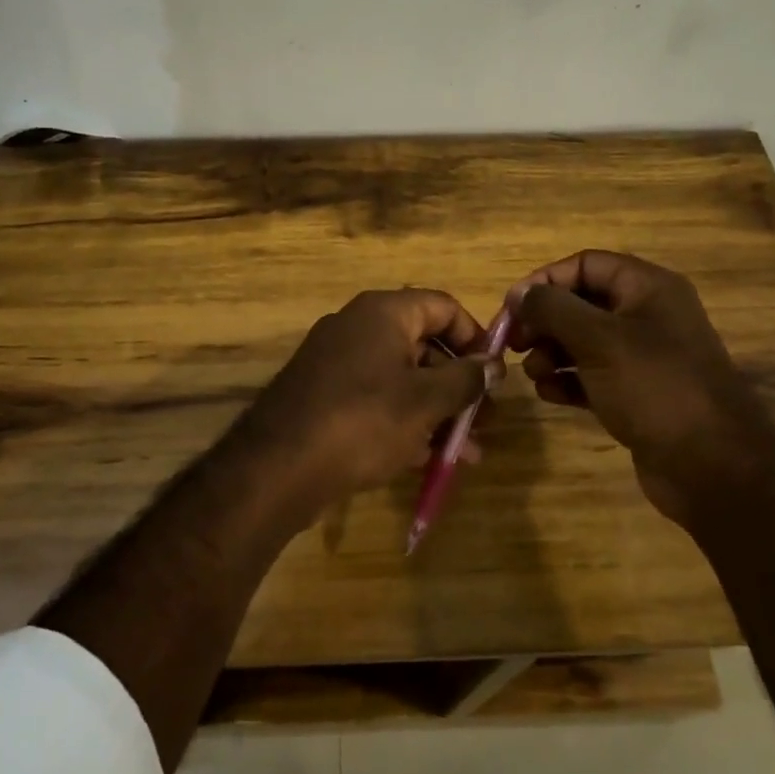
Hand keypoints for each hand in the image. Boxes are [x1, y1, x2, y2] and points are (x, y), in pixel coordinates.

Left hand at [229, 289, 496, 526]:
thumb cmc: (364, 420)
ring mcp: (337, 363)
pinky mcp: (324, 398)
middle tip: (486, 420)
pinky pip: (376, 401)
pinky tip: (429, 460)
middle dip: (458, 385)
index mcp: (382, 313)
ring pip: (402, 380)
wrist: (279, 467)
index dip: (475, 337)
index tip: (495, 374)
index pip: (442, 307)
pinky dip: (405, 423)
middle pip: (423, 345)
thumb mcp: (425, 401)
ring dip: (437, 412)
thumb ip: (466, 380)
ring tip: (467, 452)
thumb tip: (494, 365)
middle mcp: (357, 328)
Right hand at [507, 250, 774, 526]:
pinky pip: (592, 376)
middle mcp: (647, 315)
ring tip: (535, 374)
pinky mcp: (636, 394)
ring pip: (583, 341)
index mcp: (648, 288)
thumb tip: (519, 293)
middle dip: (544, 321)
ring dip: (551, 353)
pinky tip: (549, 395)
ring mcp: (643, 357)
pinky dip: (567, 381)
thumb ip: (553, 309)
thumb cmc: (654, 387)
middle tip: (514, 344)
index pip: (586, 264)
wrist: (712, 466)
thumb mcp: (598, 340)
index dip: (546, 280)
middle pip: (581, 303)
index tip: (512, 307)